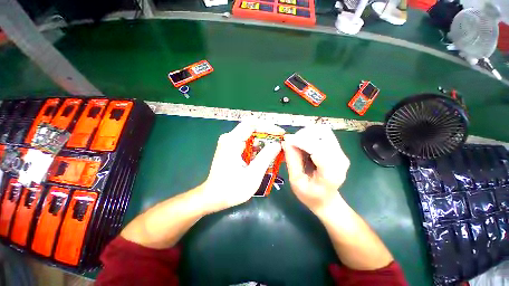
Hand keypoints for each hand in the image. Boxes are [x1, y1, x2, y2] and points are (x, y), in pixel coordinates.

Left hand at [201, 120, 283, 212]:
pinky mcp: (230, 148)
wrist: (213, 197)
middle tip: (280, 141)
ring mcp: (229, 143)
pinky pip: (247, 142)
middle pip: (251, 128)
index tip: (280, 133)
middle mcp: (229, 138)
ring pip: (250, 135)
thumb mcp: (253, 174)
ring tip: (276, 148)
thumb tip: (277, 144)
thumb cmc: (232, 188)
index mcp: (232, 141)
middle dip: (267, 133)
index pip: (252, 124)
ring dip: (263, 140)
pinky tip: (265, 154)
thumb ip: (266, 156)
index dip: (268, 126)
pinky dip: (257, 146)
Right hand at [282, 125, 349, 212]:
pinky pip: (323, 134)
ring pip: (322, 131)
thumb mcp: (296, 181)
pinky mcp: (338, 149)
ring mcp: (341, 153)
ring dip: (307, 134)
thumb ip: (292, 161)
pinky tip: (304, 145)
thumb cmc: (310, 195)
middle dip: (303, 135)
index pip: (316, 148)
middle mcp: (340, 159)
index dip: (300, 141)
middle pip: (322, 134)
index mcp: (331, 172)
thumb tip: (286, 141)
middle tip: (291, 143)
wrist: (327, 200)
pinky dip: (310, 136)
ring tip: (297, 143)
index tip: (286, 140)